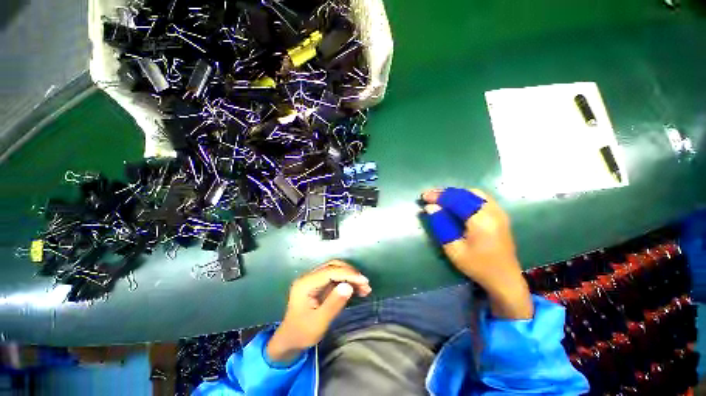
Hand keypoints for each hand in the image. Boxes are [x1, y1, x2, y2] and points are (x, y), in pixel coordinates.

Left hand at [266, 260, 371, 363]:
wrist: (290, 341)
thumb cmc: (302, 333)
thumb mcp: (318, 323)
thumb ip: (333, 304)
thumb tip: (349, 286)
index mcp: (305, 284)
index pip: (330, 271)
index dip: (348, 274)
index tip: (364, 281)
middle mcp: (309, 277)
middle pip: (333, 266)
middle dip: (350, 273)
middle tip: (365, 284)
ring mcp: (313, 279)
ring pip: (335, 269)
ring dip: (350, 276)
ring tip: (364, 288)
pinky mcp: (318, 284)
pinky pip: (335, 277)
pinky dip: (347, 281)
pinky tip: (357, 289)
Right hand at [422, 188, 532, 319]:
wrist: (504, 278)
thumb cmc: (477, 266)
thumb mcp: (454, 248)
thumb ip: (441, 224)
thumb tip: (430, 207)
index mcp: (481, 220)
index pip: (456, 200)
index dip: (438, 196)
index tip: (423, 197)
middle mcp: (492, 211)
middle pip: (465, 193)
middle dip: (445, 193)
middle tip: (429, 196)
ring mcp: (498, 211)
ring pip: (473, 193)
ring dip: (455, 193)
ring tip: (440, 198)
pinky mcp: (500, 215)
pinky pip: (480, 198)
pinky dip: (465, 196)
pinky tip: (456, 202)